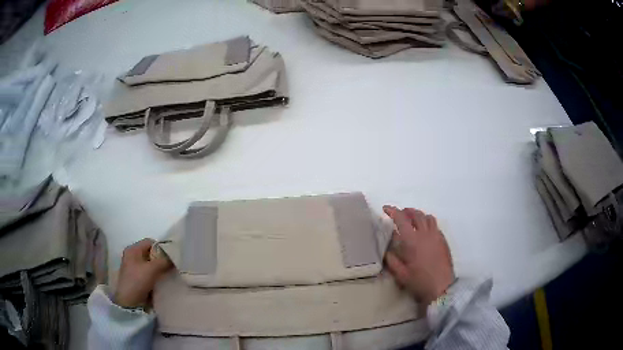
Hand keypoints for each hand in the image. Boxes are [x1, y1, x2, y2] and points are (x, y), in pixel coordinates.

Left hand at [114, 238, 172, 307]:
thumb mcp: (151, 269)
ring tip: (169, 274)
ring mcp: (135, 267)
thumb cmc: (137, 281)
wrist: (129, 302)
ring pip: (151, 264)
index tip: (171, 257)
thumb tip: (175, 256)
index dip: (161, 247)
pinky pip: (150, 272)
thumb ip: (163, 261)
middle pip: (151, 253)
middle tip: (172, 266)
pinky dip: (157, 275)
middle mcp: (133, 256)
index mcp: (133, 249)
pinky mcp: (138, 278)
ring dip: (160, 268)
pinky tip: (163, 280)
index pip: (150, 242)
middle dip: (161, 259)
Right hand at [383, 206, 454, 305]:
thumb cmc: (419, 281)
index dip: (392, 211)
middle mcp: (425, 234)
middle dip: (406, 211)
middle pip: (416, 214)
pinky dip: (427, 222)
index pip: (401, 219)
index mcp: (412, 240)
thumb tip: (386, 249)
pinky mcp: (443, 240)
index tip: (385, 209)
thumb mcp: (400, 274)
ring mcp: (436, 236)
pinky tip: (424, 231)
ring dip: (418, 215)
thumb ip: (392, 260)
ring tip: (412, 220)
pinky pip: (435, 225)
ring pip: (427, 217)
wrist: (442, 286)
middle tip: (399, 214)